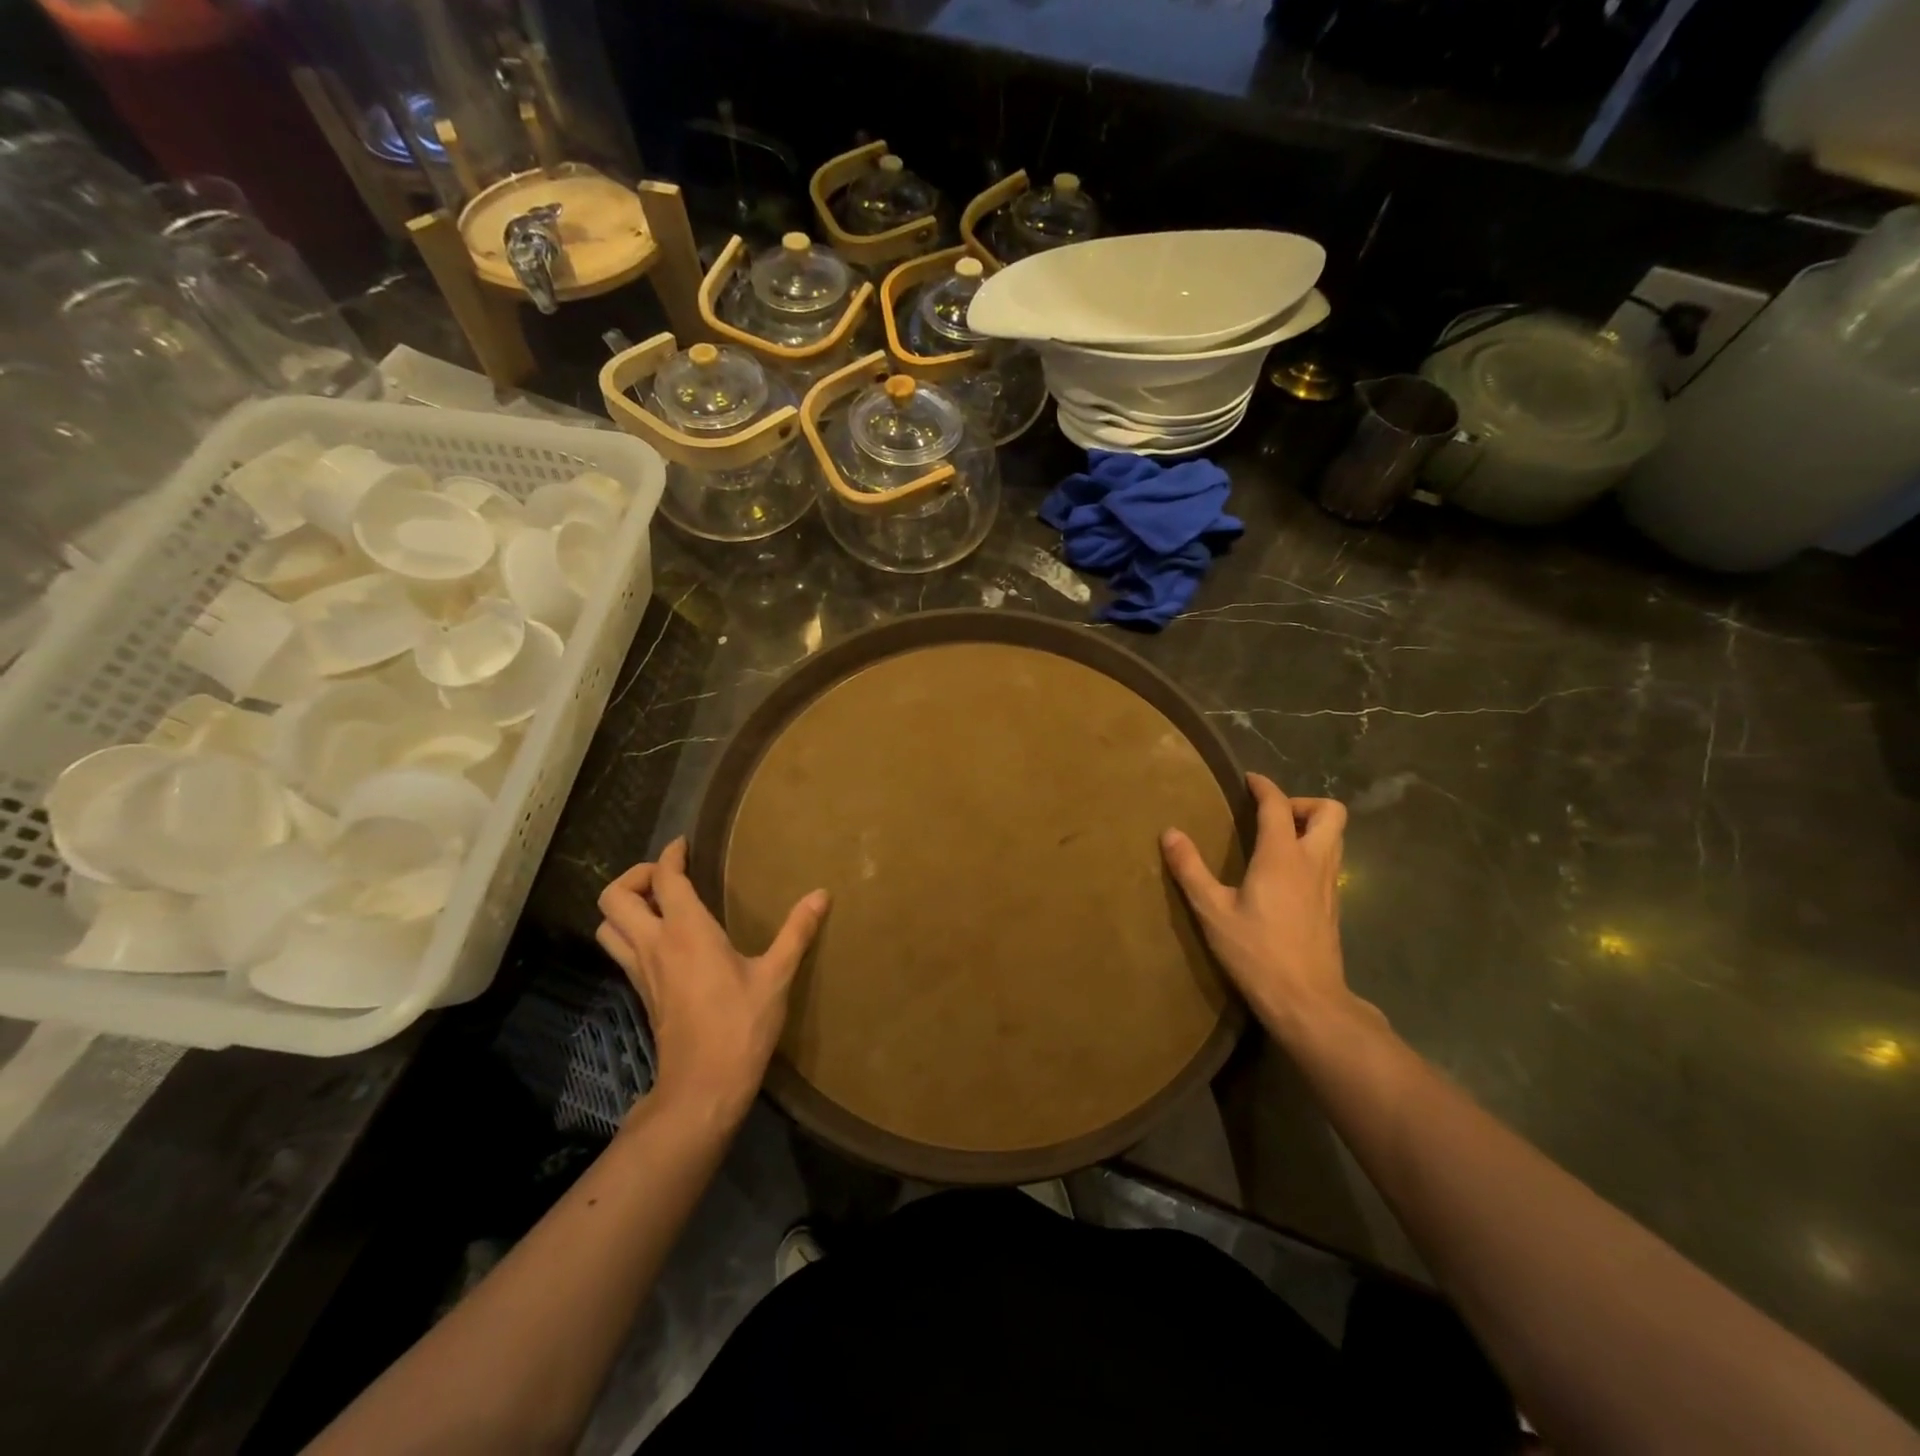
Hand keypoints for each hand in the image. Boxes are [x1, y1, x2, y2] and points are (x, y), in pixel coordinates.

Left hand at [597, 838, 828, 1123]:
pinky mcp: (641, 992)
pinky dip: (631, 932)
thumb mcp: (776, 976)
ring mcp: (641, 971)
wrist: (703, 1087)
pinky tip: (666, 940)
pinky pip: (621, 950)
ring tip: (660, 904)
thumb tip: (822, 894)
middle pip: (614, 897)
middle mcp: (654, 944)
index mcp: (686, 931)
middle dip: (635, 876)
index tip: (685, 844)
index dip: (670, 854)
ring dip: (625, 906)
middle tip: (668, 875)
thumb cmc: (741, 1026)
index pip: (663, 878)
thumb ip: (797, 931)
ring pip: (607, 925)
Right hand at [1161, 773, 1375, 1042]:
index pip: (1279, 805)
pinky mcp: (1333, 905)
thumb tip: (1170, 833)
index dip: (1264, 786)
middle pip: (1330, 812)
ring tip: (1276, 840)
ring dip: (1311, 826)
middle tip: (1271, 816)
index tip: (1248, 780)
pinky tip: (1285, 874)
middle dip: (1302, 803)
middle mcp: (1313, 862)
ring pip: (1336, 836)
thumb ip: (1190, 869)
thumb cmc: (1256, 952)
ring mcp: (1330, 885)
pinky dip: (1312, 851)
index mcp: (1283, 856)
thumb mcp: (1212, 911)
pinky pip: (1330, 861)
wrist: (1306, 1000)